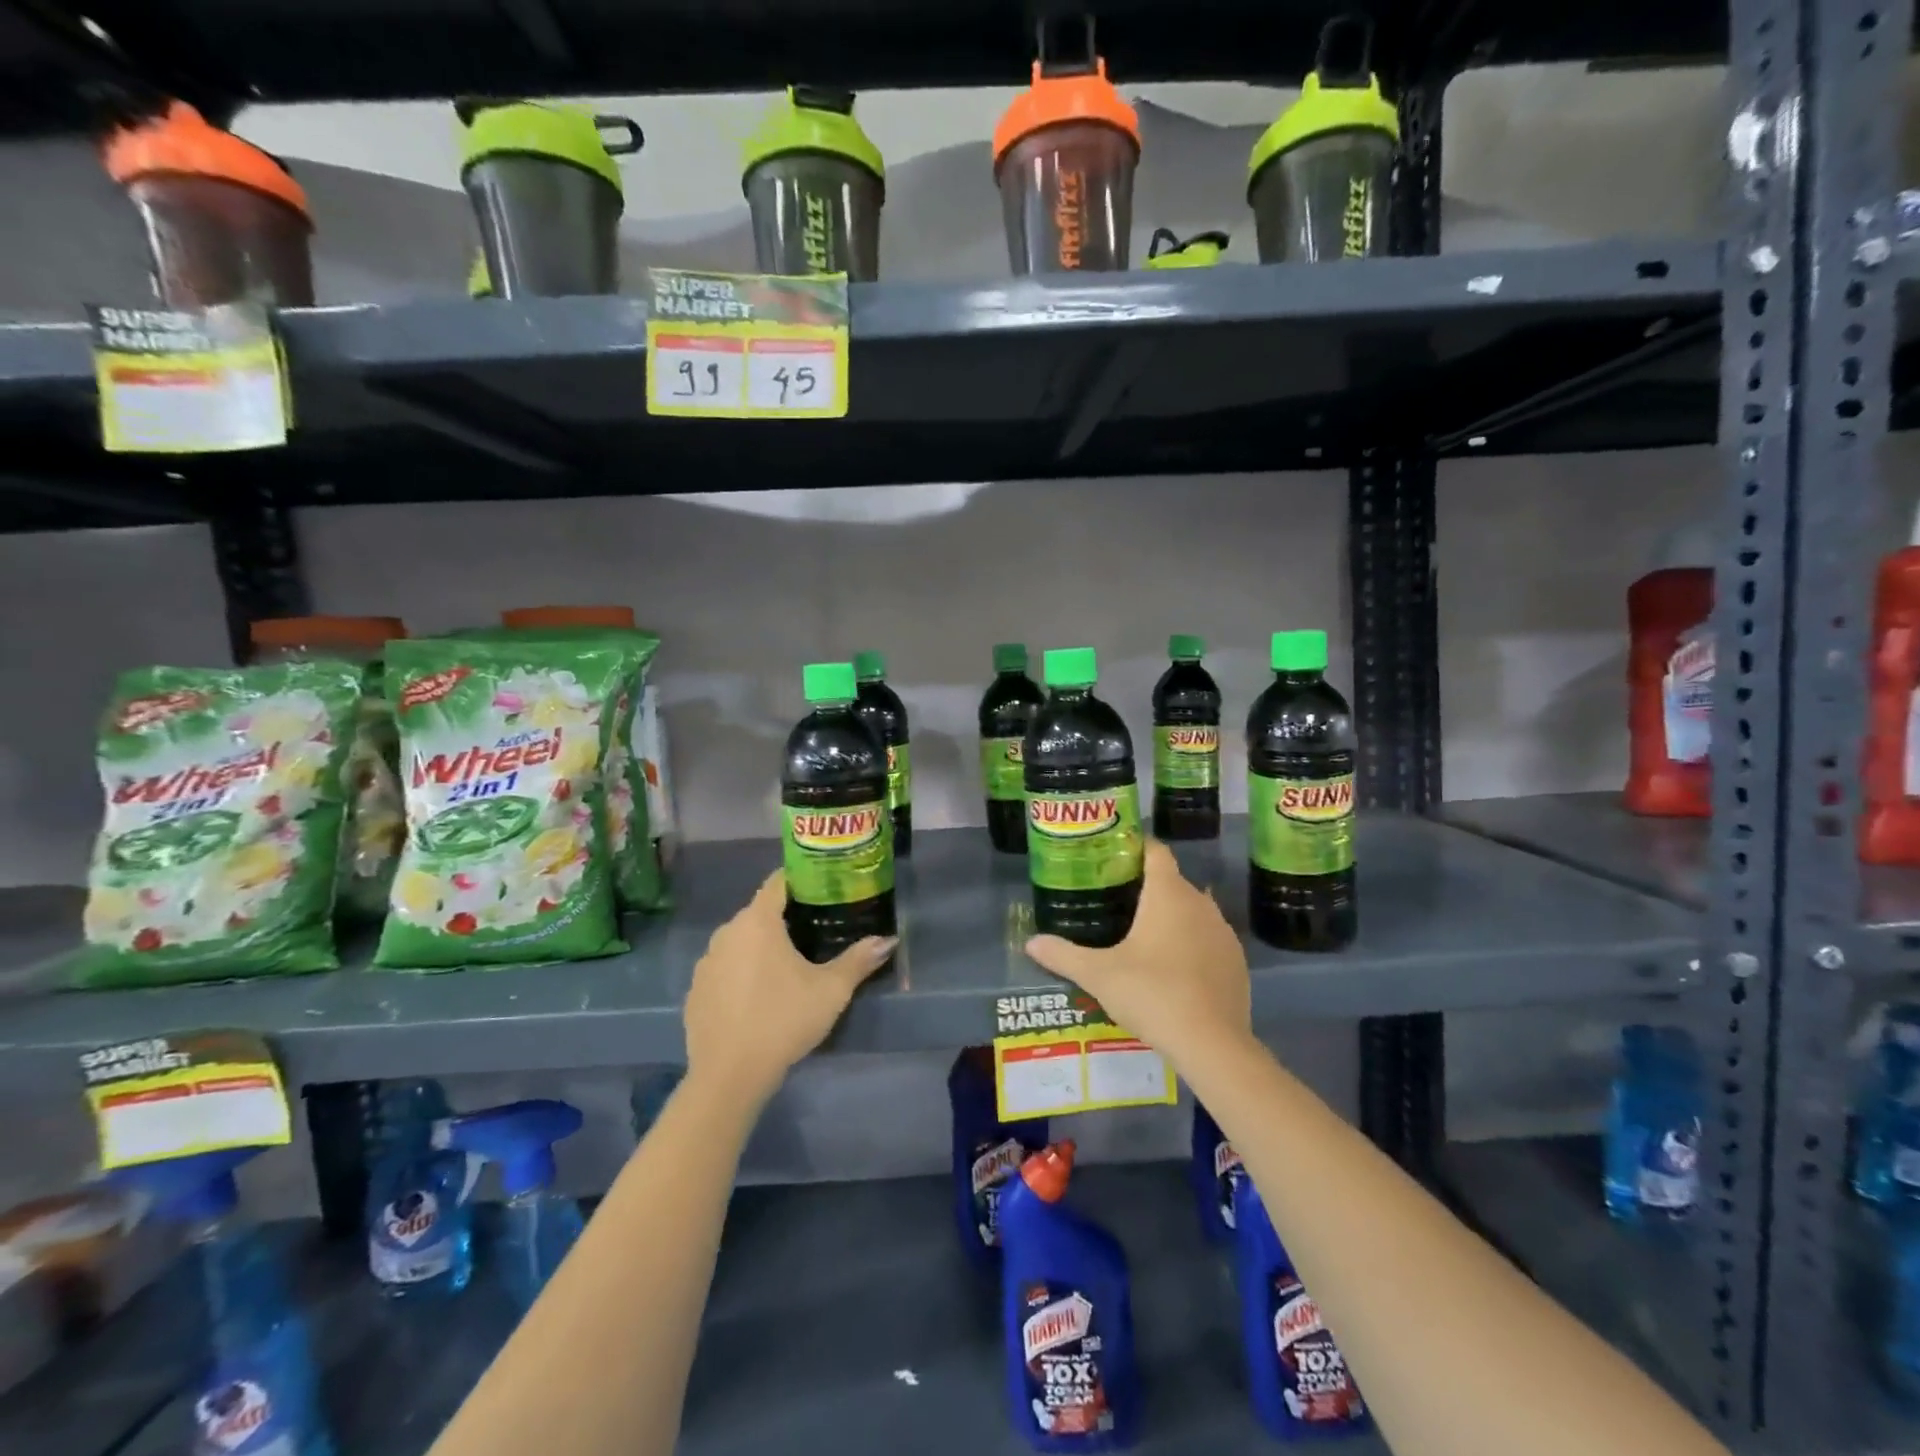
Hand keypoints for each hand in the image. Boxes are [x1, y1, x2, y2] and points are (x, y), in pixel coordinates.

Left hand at [683, 870, 895, 1104]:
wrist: (729, 1075)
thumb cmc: (783, 1020)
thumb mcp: (831, 990)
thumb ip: (859, 960)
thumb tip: (888, 940)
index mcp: (758, 921)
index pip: (778, 882)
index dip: (801, 880)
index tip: (823, 887)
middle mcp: (727, 932)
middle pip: (759, 912)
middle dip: (785, 917)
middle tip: (815, 930)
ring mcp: (706, 962)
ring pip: (740, 942)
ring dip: (761, 947)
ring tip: (788, 967)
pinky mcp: (695, 991)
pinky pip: (724, 969)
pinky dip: (740, 974)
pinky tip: (758, 998)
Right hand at [1025, 839, 1250, 1068]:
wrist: (1212, 1044)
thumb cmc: (1151, 993)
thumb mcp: (1098, 975)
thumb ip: (1063, 955)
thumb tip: (1031, 943)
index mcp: (1168, 894)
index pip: (1155, 852)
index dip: (1135, 848)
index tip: (1113, 857)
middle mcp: (1200, 903)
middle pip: (1173, 882)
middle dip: (1147, 887)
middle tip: (1115, 901)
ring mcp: (1223, 933)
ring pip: (1194, 911)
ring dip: (1172, 917)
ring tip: (1142, 936)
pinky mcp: (1236, 962)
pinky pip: (1209, 940)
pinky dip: (1191, 945)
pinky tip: (1173, 969)